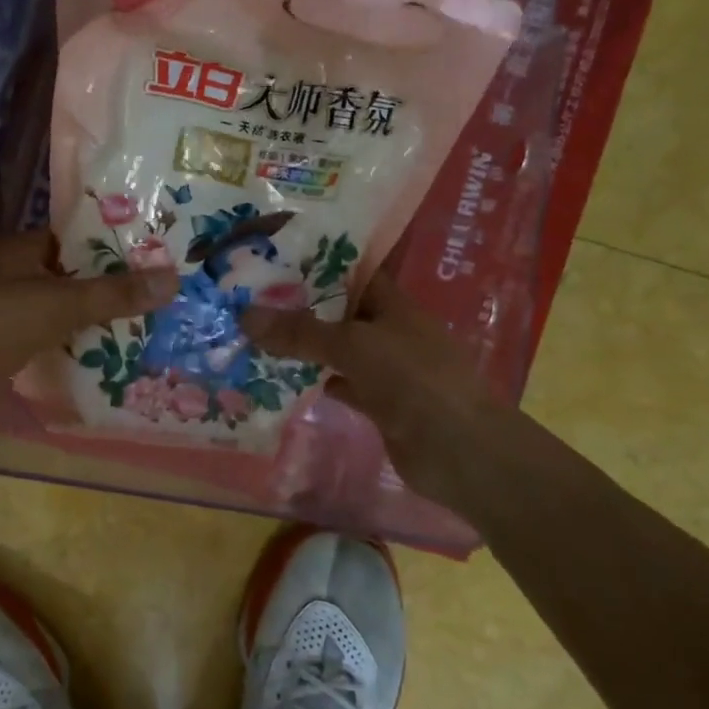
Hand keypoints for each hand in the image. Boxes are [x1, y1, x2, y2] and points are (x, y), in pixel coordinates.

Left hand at [0, 231, 177, 419]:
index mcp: (21, 247)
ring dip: (90, 318)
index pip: (76, 238)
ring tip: (141, 327)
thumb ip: (114, 294)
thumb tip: (174, 278)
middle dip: (108, 287)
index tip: (154, 259)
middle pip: (70, 274)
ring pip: (58, 307)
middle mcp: (11, 271)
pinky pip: (45, 334)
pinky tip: (102, 355)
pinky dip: (70, 341)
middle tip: (156, 298)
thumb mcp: (59, 305)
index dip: (114, 246)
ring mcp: (2, 307)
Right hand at [240, 269, 535, 519]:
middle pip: (336, 310)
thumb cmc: (414, 380)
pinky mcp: (378, 402)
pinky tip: (278, 378)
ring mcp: (384, 367)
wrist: (462, 452)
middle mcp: (387, 329)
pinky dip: (312, 380)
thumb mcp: (354, 346)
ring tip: (252, 334)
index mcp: (391, 302)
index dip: (313, 261)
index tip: (271, 257)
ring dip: (300, 345)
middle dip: (297, 305)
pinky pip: (337, 382)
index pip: (348, 271)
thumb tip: (245, 316)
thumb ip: (300, 332)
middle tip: (246, 297)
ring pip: (334, 348)